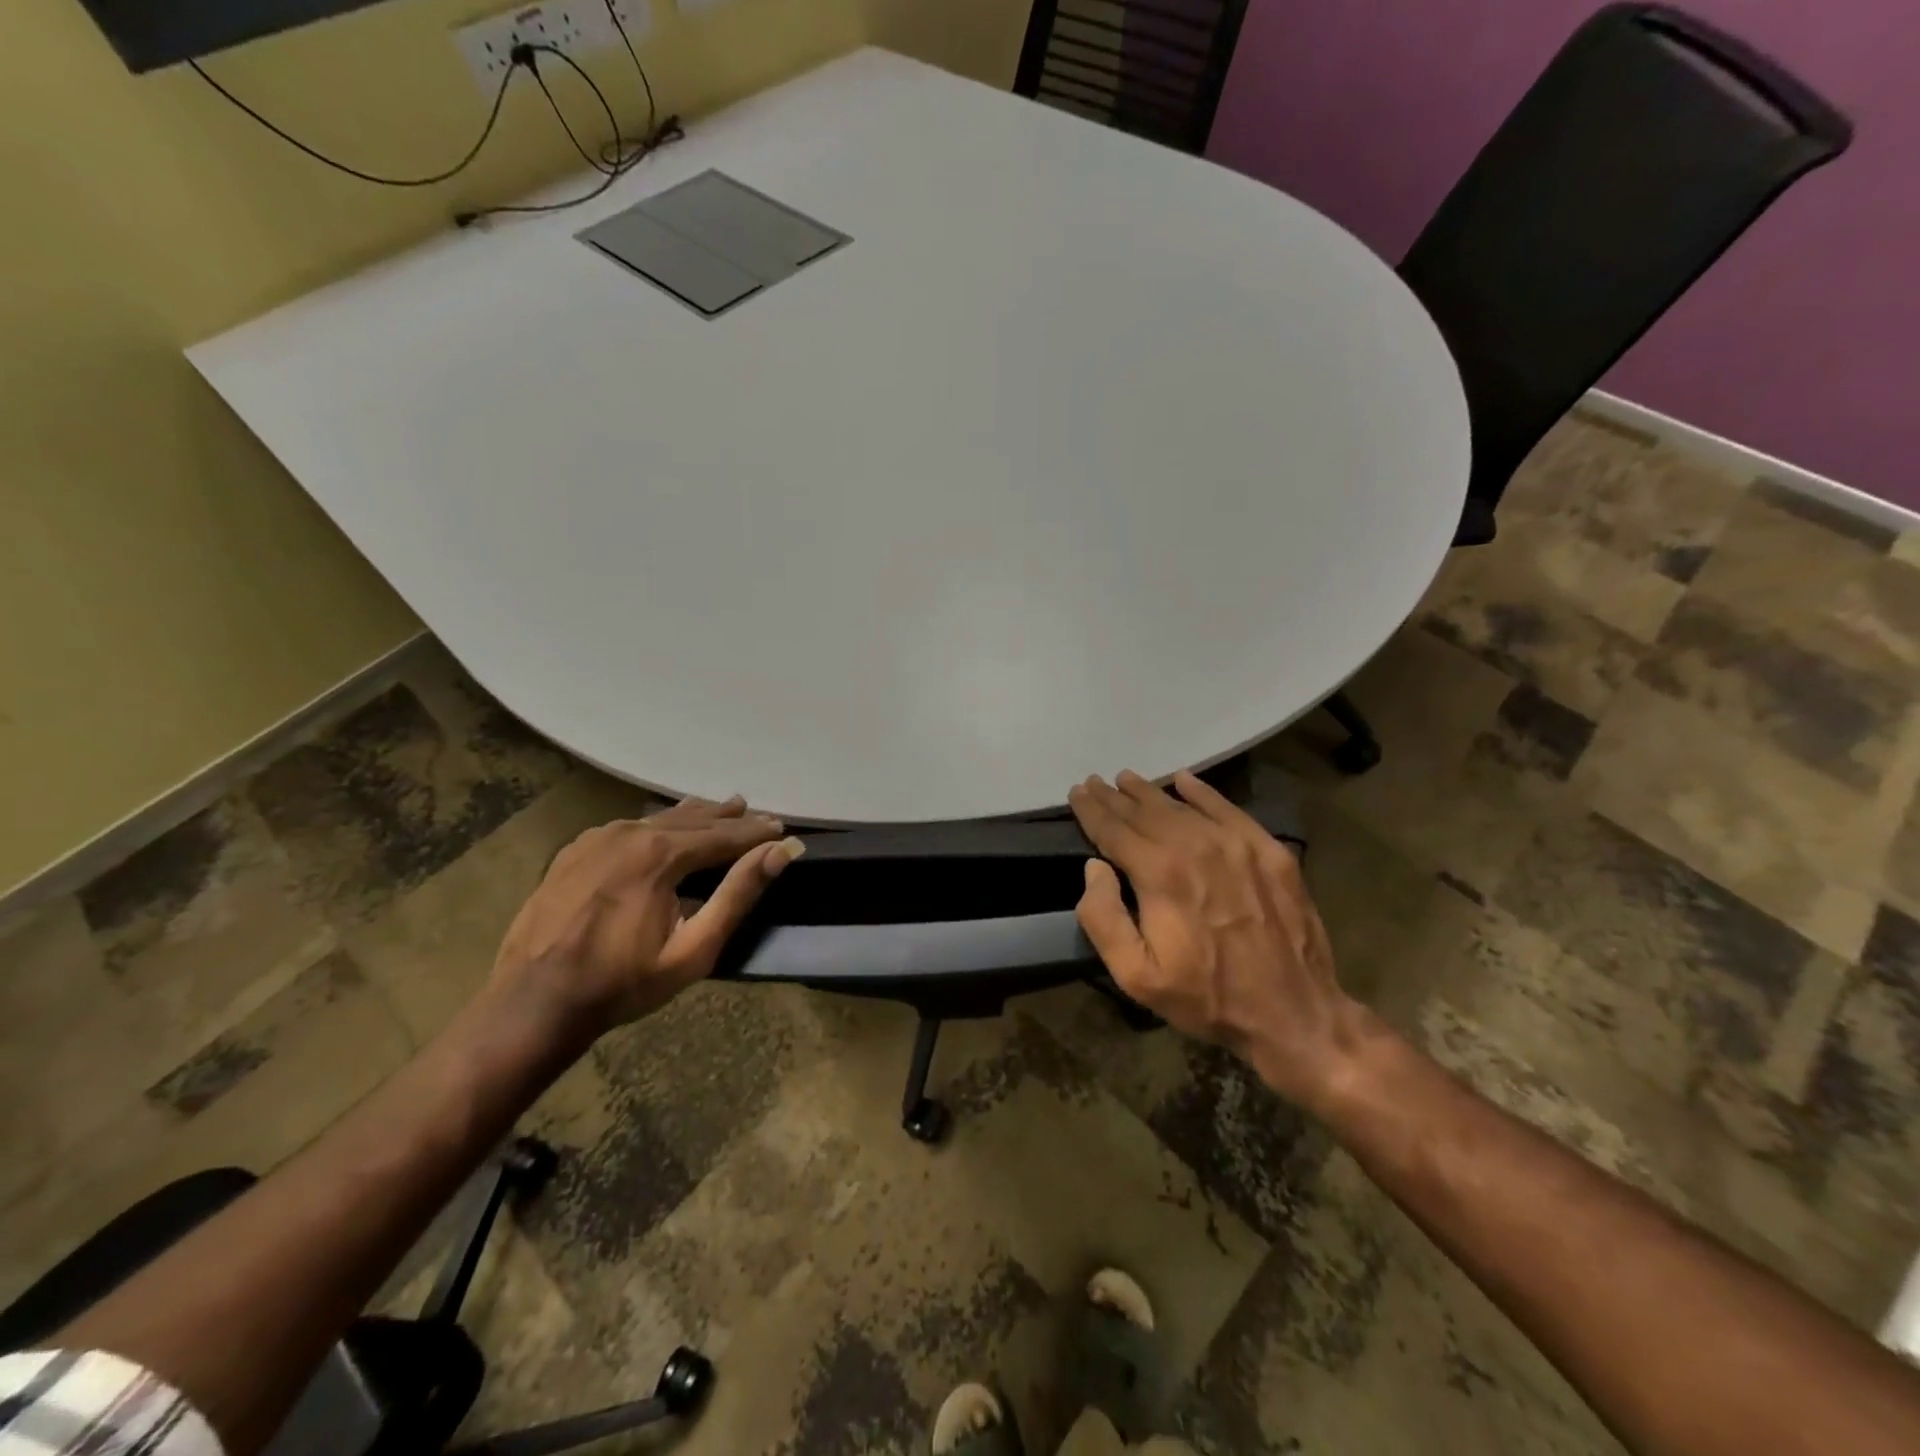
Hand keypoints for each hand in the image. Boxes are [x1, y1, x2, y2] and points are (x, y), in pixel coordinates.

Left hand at [492, 795, 803, 1037]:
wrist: (532, 1002)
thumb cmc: (622, 983)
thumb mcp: (694, 948)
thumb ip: (738, 894)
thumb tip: (780, 852)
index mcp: (660, 854)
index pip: (722, 835)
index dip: (755, 833)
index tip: (782, 828)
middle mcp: (629, 832)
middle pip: (692, 820)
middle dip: (728, 819)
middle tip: (756, 815)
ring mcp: (597, 838)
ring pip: (658, 819)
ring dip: (695, 816)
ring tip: (721, 808)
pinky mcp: (575, 851)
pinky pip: (628, 827)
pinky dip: (657, 824)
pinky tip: (664, 826)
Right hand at [1067, 770, 1366, 1110]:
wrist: (1294, 1013)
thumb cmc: (1206, 997)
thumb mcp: (1136, 975)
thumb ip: (1103, 918)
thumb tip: (1095, 868)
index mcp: (1160, 873)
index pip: (1114, 830)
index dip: (1091, 810)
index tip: (1076, 792)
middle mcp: (1196, 845)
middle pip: (1145, 812)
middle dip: (1115, 797)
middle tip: (1094, 782)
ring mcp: (1237, 844)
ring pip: (1182, 807)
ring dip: (1150, 792)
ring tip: (1128, 780)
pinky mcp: (1269, 851)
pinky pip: (1227, 809)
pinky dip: (1202, 793)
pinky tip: (1184, 780)